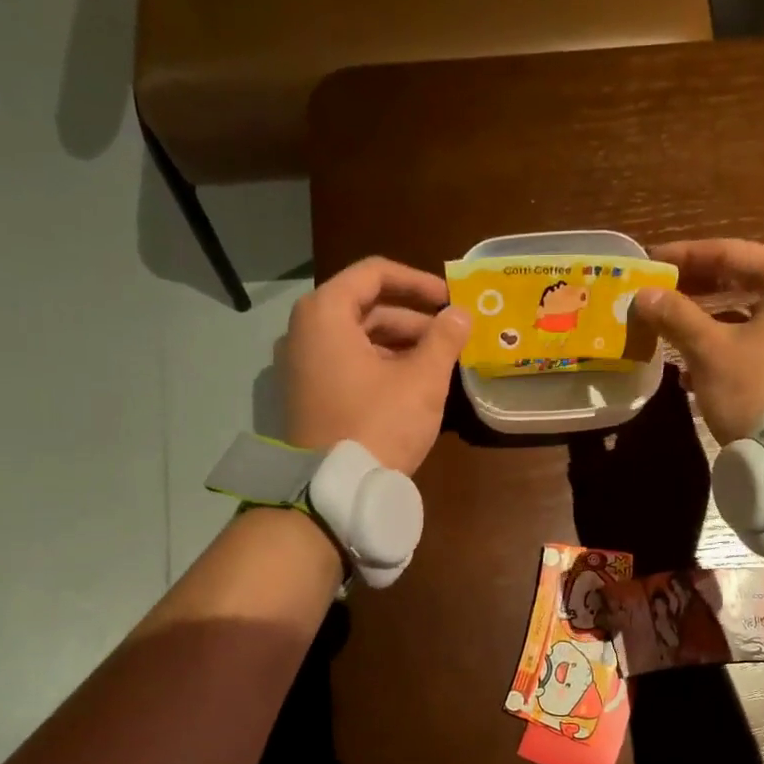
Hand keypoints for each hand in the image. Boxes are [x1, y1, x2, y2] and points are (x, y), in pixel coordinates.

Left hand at [281, 257, 471, 473]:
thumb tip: (461, 313)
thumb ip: (444, 339)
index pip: (374, 274)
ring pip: (358, 338)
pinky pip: (347, 363)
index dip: (418, 281)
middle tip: (451, 336)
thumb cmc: (378, 424)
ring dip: (400, 344)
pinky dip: (380, 365)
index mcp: (325, 313)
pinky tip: (412, 384)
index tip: (450, 299)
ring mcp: (302, 364)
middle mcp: (305, 331)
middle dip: (412, 319)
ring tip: (438, 363)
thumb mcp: (421, 380)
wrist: (332, 489)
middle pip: (365, 307)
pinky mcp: (308, 393)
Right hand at [633, 240, 763, 444]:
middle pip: (742, 279)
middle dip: (696, 289)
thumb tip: (643, 295)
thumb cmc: (758, 389)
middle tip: (657, 293)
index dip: (684, 257)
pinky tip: (692, 368)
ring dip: (708, 320)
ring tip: (668, 330)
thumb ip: (675, 315)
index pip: (729, 252)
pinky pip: (762, 338)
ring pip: (750, 312)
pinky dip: (729, 344)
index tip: (649, 261)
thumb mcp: (709, 350)